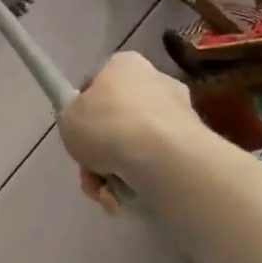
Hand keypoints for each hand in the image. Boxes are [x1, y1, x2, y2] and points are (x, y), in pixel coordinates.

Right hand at [59, 52, 197, 212]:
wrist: (160, 156)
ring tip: (106, 192)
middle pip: (117, 120)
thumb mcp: (67, 117)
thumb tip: (88, 123)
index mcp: (125, 65)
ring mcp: (179, 114)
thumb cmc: (107, 125)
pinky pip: (155, 164)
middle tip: (89, 171)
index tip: (77, 135)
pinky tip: (126, 198)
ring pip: (135, 146)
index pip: (97, 85)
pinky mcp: (194, 145)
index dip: (83, 112)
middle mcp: (157, 82)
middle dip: (101, 151)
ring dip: (115, 172)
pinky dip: (138, 182)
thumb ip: (74, 117)